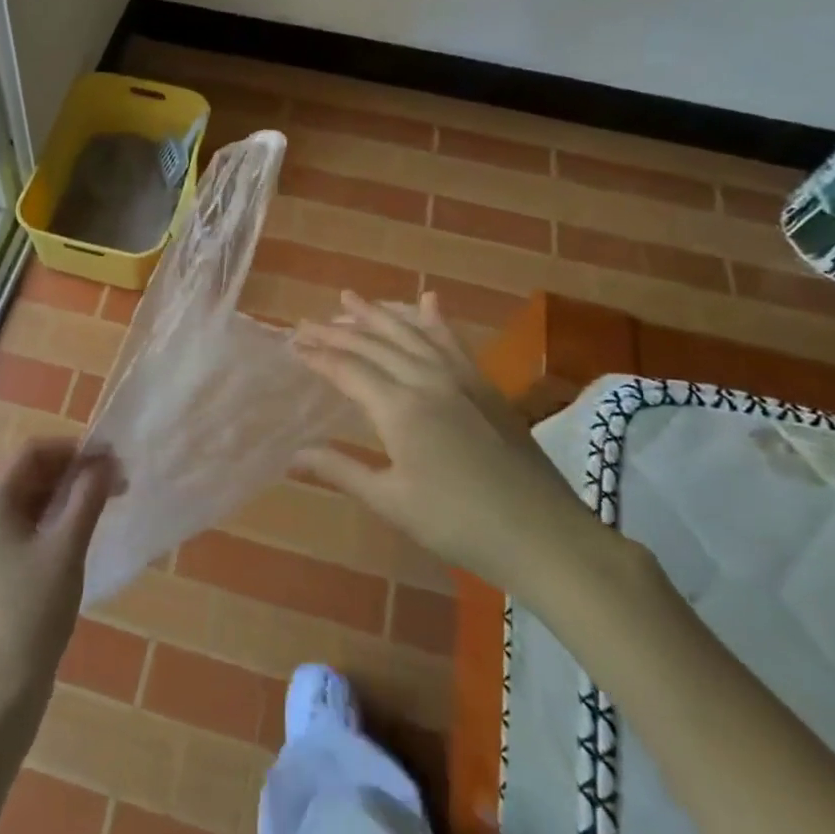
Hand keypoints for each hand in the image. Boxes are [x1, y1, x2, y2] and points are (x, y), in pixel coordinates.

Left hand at [0, 439, 121, 717]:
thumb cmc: (35, 609)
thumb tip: (107, 461)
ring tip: (105, 502)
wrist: (4, 684)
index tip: (108, 458)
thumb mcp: (67, 547)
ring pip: (29, 500)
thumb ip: (87, 497)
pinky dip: (54, 519)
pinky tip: (81, 529)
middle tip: (114, 481)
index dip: (71, 449)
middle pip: (28, 474)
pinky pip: (25, 525)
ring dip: (66, 495)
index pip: (31, 453)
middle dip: (72, 472)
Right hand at [293, 291, 610, 600]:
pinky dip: (435, 321)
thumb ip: (341, 470)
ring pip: (411, 334)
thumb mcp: (391, 501)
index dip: (318, 356)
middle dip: (337, 330)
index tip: (292, 345)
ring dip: (378, 314)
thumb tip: (294, 454)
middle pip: (375, 344)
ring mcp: (461, 379)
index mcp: (400, 408)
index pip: (348, 370)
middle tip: (306, 322)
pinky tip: (427, 301)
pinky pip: (452, 342)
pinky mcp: (485, 386)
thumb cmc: (458, 523)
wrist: (542, 534)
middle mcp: (428, 380)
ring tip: (349, 298)